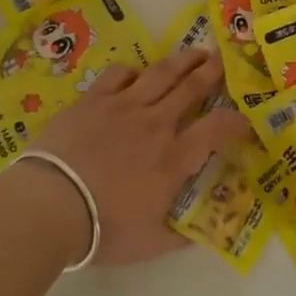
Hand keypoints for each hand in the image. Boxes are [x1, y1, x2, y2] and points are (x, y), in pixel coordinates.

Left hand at [28, 48, 251, 265]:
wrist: (49, 205)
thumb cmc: (102, 229)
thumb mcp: (150, 243)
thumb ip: (180, 236)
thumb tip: (203, 234)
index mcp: (174, 159)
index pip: (217, 129)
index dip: (237, 121)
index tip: (246, 121)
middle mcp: (155, 125)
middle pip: (191, 88)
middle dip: (212, 73)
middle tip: (223, 61)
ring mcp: (123, 107)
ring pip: (161, 73)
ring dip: (182, 61)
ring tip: (195, 52)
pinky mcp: (93, 100)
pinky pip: (119, 75)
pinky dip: (133, 71)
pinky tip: (136, 73)